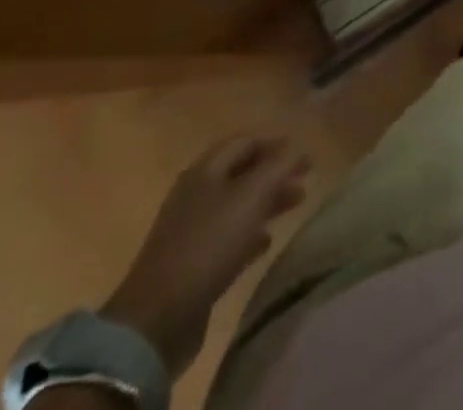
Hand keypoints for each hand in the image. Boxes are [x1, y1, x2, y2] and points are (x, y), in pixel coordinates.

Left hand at [101, 137, 309, 377]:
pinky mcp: (191, 264)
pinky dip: (250, 234)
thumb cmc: (208, 244)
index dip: (276, 145)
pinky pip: (227, 238)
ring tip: (294, 207)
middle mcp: (196, 193)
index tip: (304, 158)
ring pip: (237, 205)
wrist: (157, 319)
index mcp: (205, 170)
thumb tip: (298, 146)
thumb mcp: (251, 196)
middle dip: (274, 174)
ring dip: (266, 203)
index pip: (246, 142)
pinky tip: (266, 243)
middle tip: (304, 183)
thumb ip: (278, 166)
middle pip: (241, 173)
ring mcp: (190, 230)